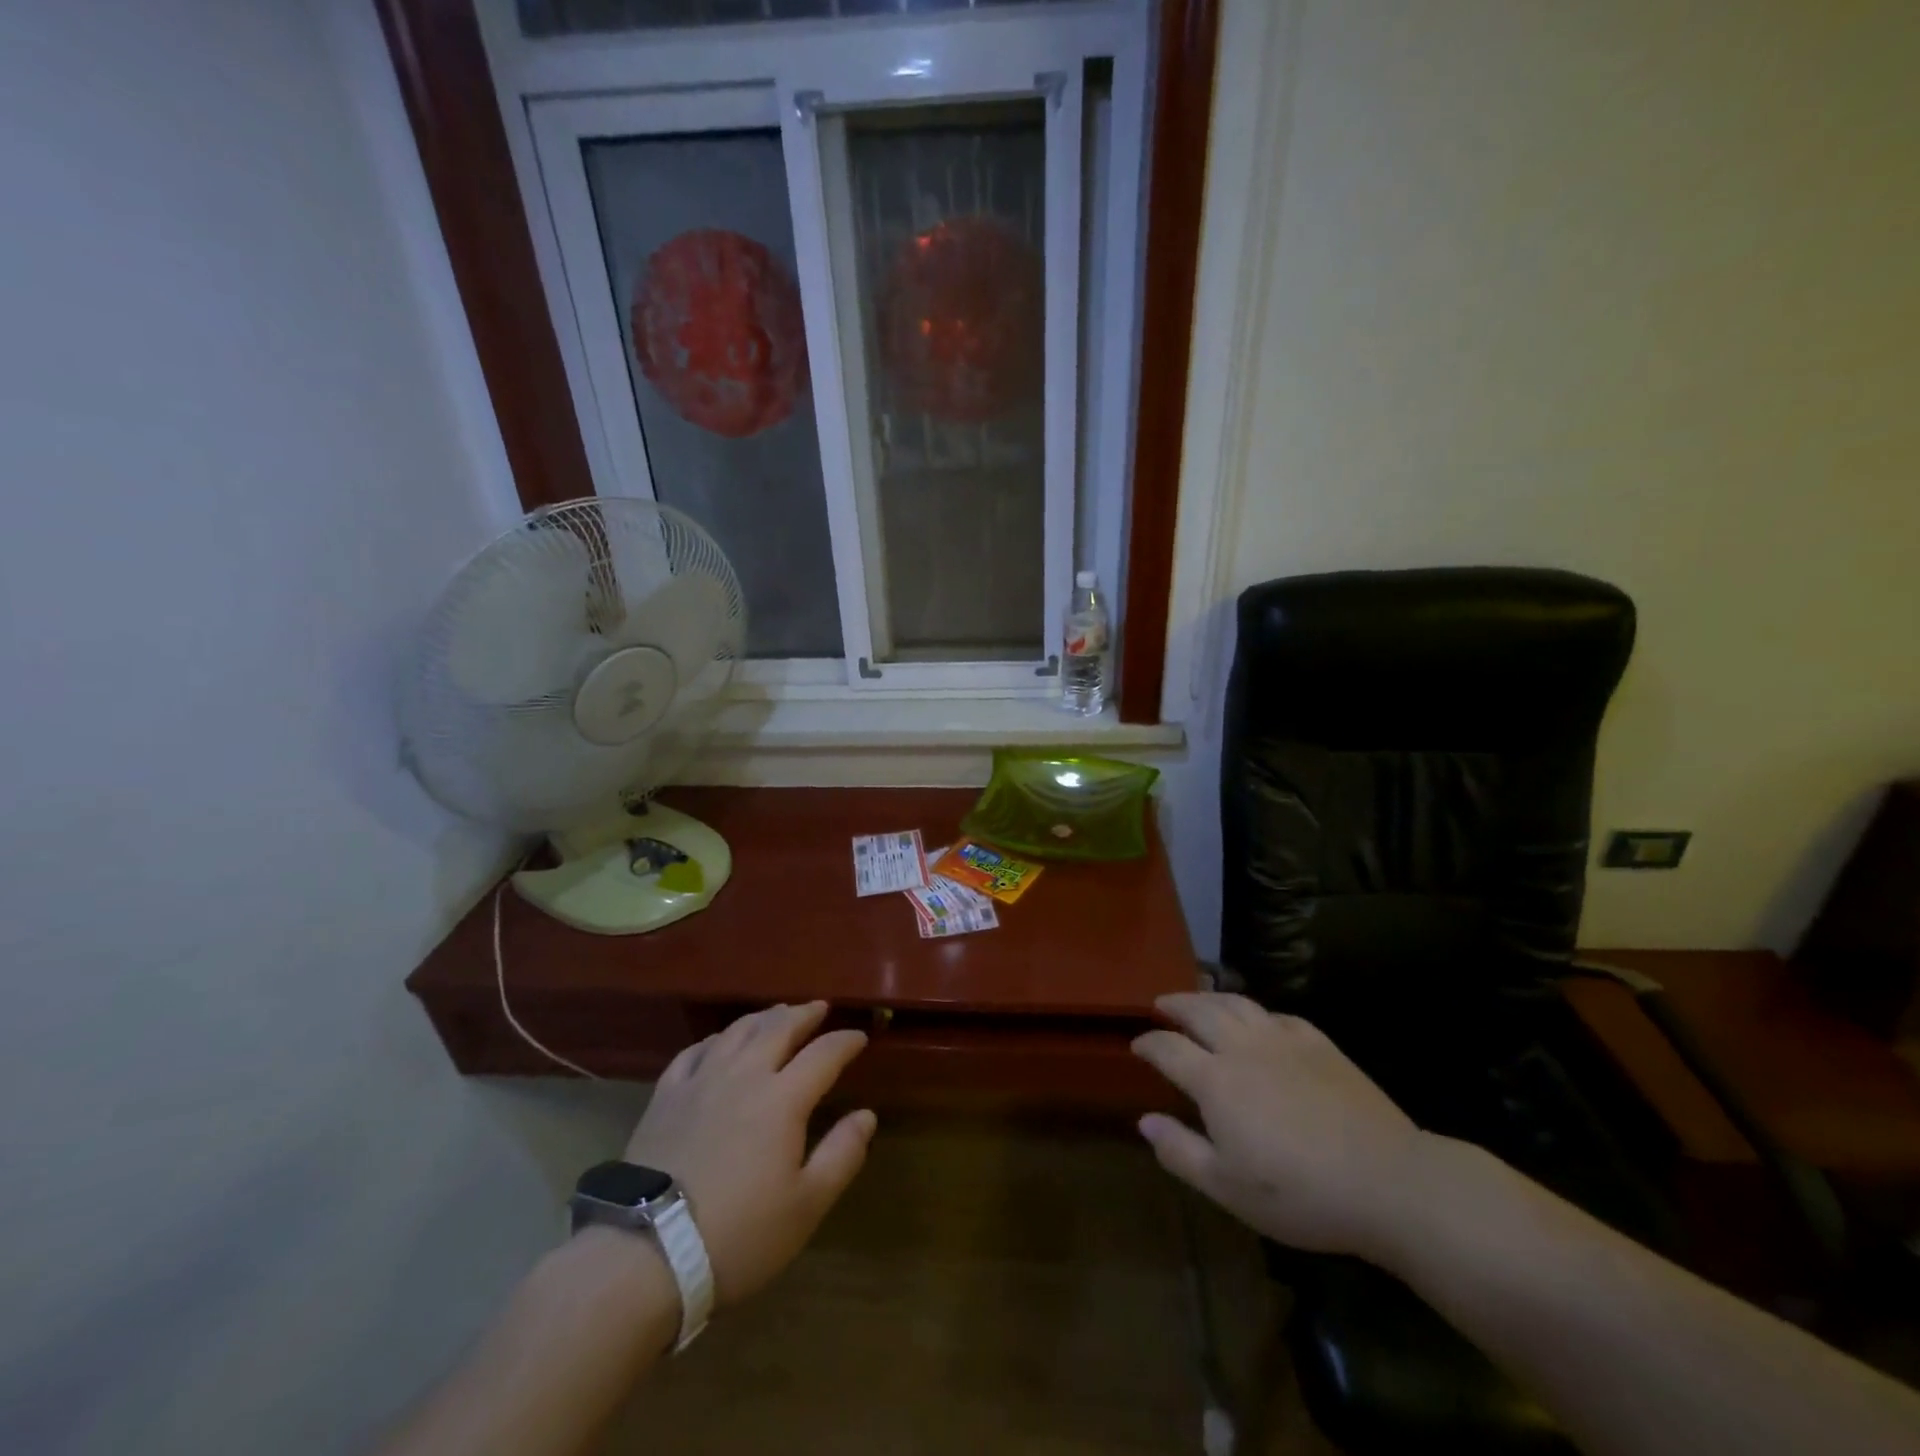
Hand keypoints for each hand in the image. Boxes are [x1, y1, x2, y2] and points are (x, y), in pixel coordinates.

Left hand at [624, 1002, 874, 1307]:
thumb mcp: (806, 1206)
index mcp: (783, 1098)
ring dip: (763, 1017)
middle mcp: (744, 1075)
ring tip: (777, 1014)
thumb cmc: (738, 1234)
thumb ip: (842, 1155)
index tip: (860, 1037)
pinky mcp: (666, 1096)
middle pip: (779, 1027)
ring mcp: (701, 1081)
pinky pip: (695, 1051)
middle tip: (819, 1008)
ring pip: (737, 1031)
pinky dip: (716, 1039)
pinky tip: (719, 1042)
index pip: (823, 1054)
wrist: (646, 1253)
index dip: (845, 1041)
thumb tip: (867, 1115)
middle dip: (804, 1014)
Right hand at [1131, 992, 1426, 1259]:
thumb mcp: (1229, 1188)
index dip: (1148, 1043)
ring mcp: (1284, 1040)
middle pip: (1199, 1011)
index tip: (1136, 1044)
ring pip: (1237, 1004)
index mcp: (1215, 1080)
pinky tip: (1260, 1021)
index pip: (1168, 1048)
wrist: (1387, 1181)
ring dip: (1210, 997)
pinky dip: (1257, 1013)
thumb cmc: (1300, 1193)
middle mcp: (1243, 1048)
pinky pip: (1278, 1015)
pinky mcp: (1319, 1044)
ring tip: (1199, 1000)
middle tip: (1161, 1005)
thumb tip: (1144, 1121)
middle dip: (1174, 1004)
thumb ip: (1181, 1151)